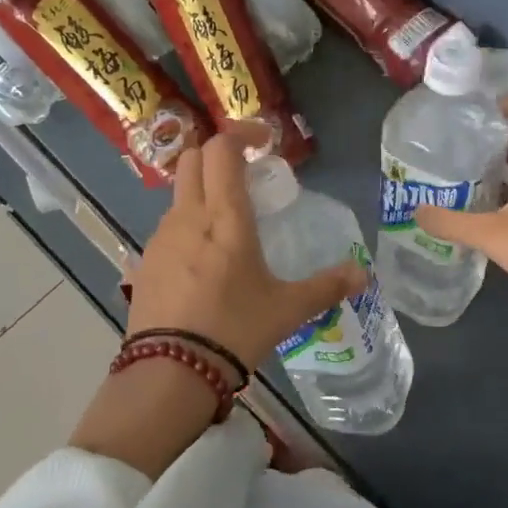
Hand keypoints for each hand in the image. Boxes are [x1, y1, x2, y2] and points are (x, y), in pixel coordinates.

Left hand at [127, 131, 364, 371]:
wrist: (169, 373)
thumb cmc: (234, 329)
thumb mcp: (287, 309)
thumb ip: (326, 287)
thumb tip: (362, 275)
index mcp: (224, 216)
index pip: (222, 149)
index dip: (241, 134)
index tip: (264, 142)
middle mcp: (187, 216)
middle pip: (192, 159)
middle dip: (218, 155)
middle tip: (246, 174)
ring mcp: (160, 238)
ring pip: (178, 193)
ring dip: (202, 191)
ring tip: (229, 223)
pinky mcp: (144, 262)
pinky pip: (168, 227)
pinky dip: (188, 225)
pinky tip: (205, 261)